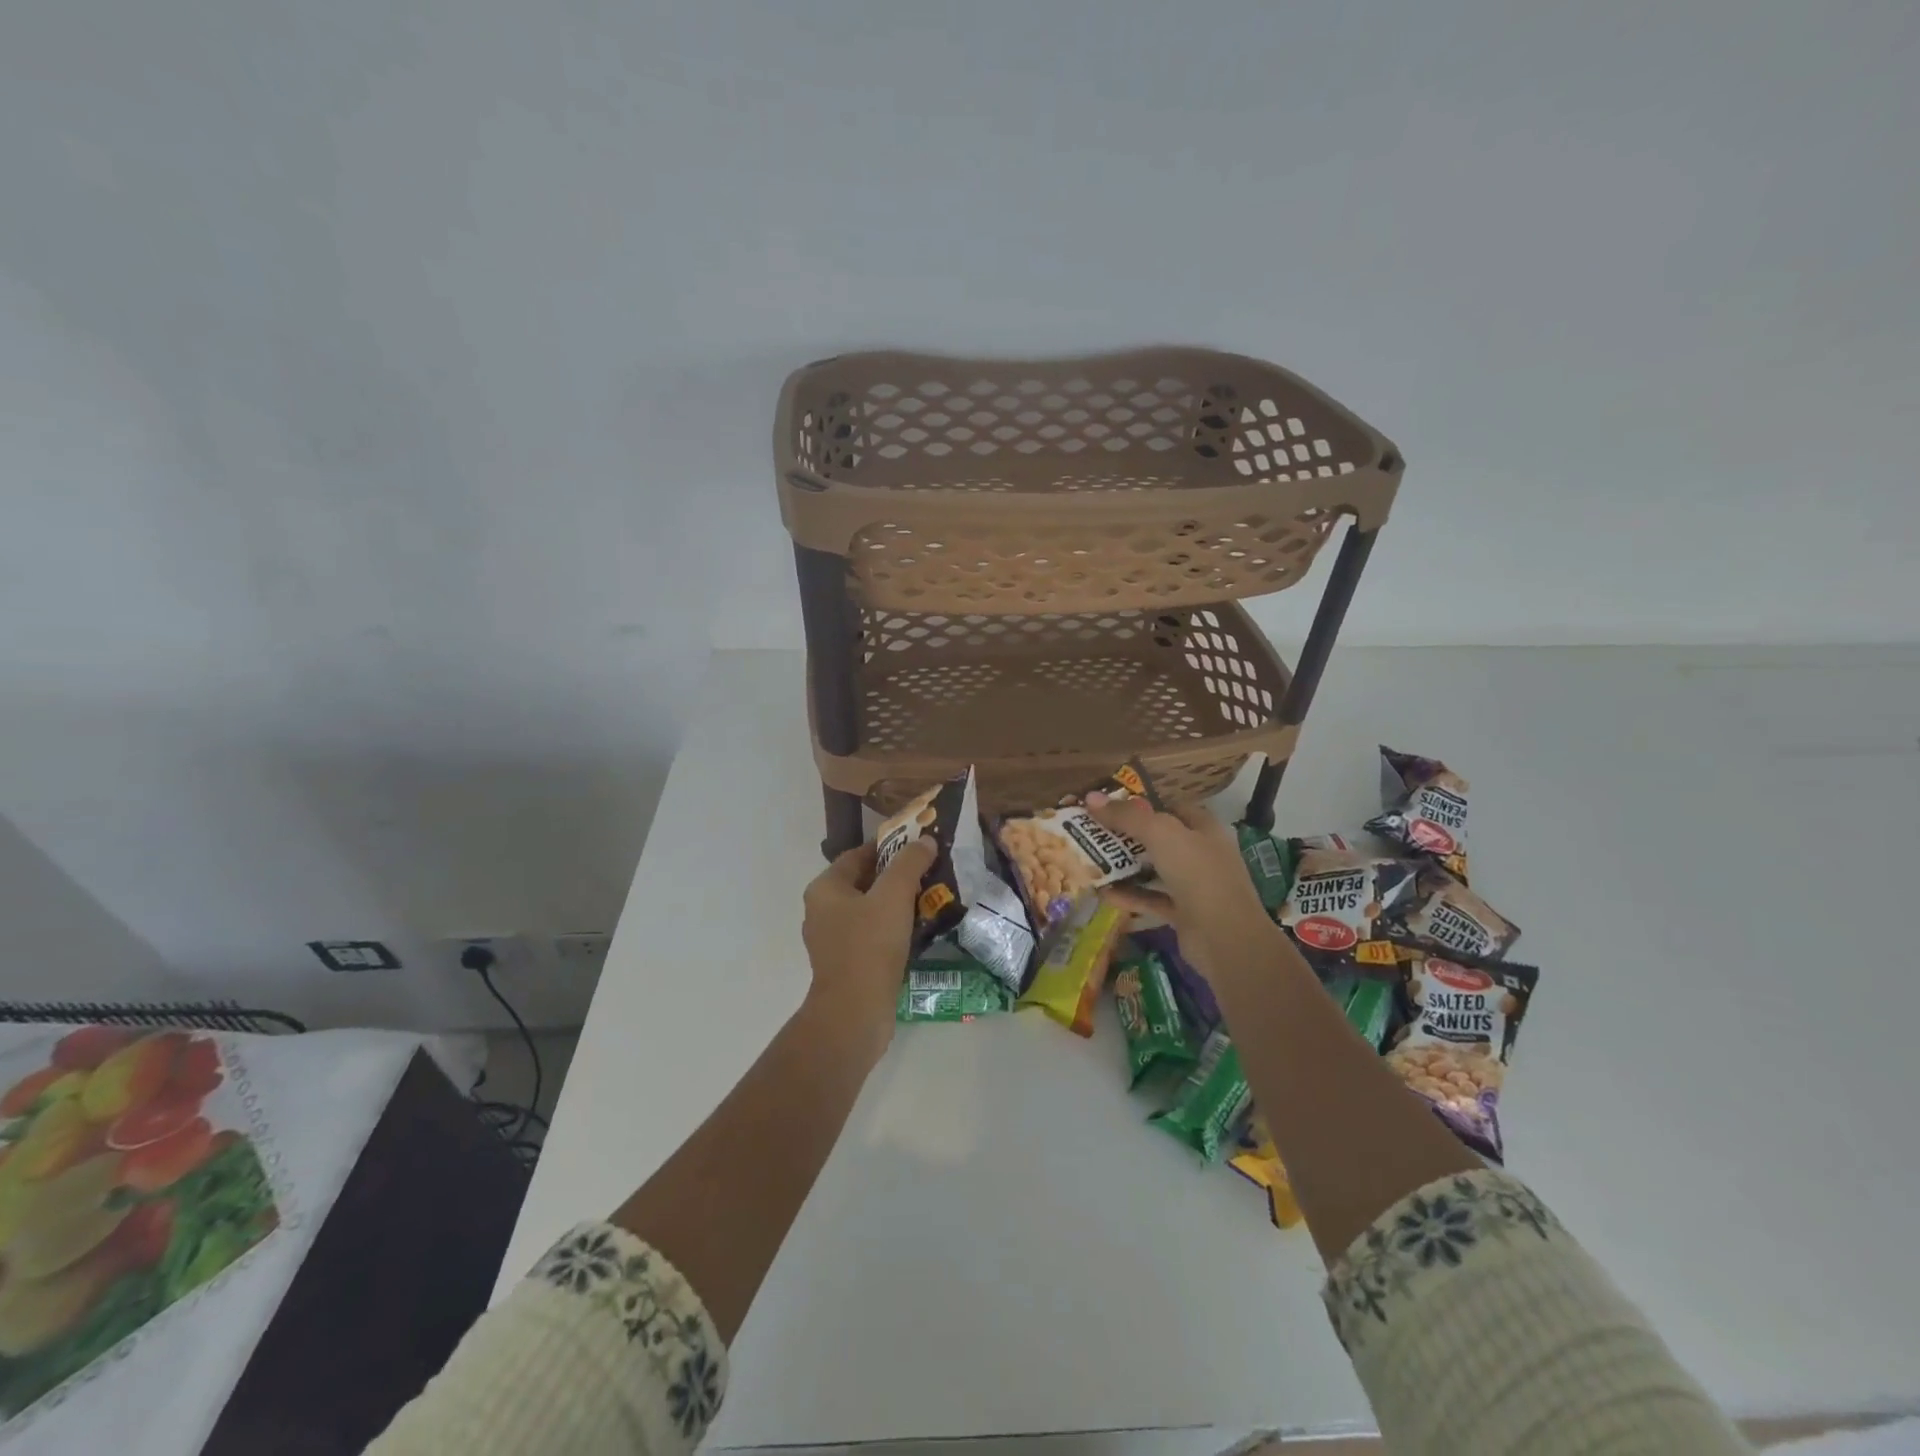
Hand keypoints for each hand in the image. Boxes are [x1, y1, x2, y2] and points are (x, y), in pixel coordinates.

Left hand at [800, 837, 936, 1057]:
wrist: (855, 1013)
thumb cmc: (870, 946)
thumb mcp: (893, 896)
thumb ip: (910, 863)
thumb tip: (925, 840)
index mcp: (825, 889)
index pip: (858, 855)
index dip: (889, 847)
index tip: (918, 846)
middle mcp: (822, 910)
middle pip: (864, 882)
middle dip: (897, 876)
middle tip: (930, 871)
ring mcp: (832, 940)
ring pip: (869, 910)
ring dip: (897, 903)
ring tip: (930, 898)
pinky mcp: (846, 964)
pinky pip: (872, 935)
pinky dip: (893, 928)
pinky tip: (918, 930)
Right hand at [1087, 795, 1276, 979]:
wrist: (1225, 938)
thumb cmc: (1198, 874)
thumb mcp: (1161, 834)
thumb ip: (1127, 816)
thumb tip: (1091, 797)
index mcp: (1204, 828)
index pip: (1171, 808)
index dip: (1143, 804)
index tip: (1110, 805)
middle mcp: (1201, 853)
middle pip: (1159, 838)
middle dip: (1128, 835)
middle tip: (1093, 831)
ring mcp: (1194, 886)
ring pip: (1154, 870)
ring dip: (1126, 866)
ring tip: (1092, 860)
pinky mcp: (1183, 914)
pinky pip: (1151, 899)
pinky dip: (1129, 896)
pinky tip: (1102, 893)